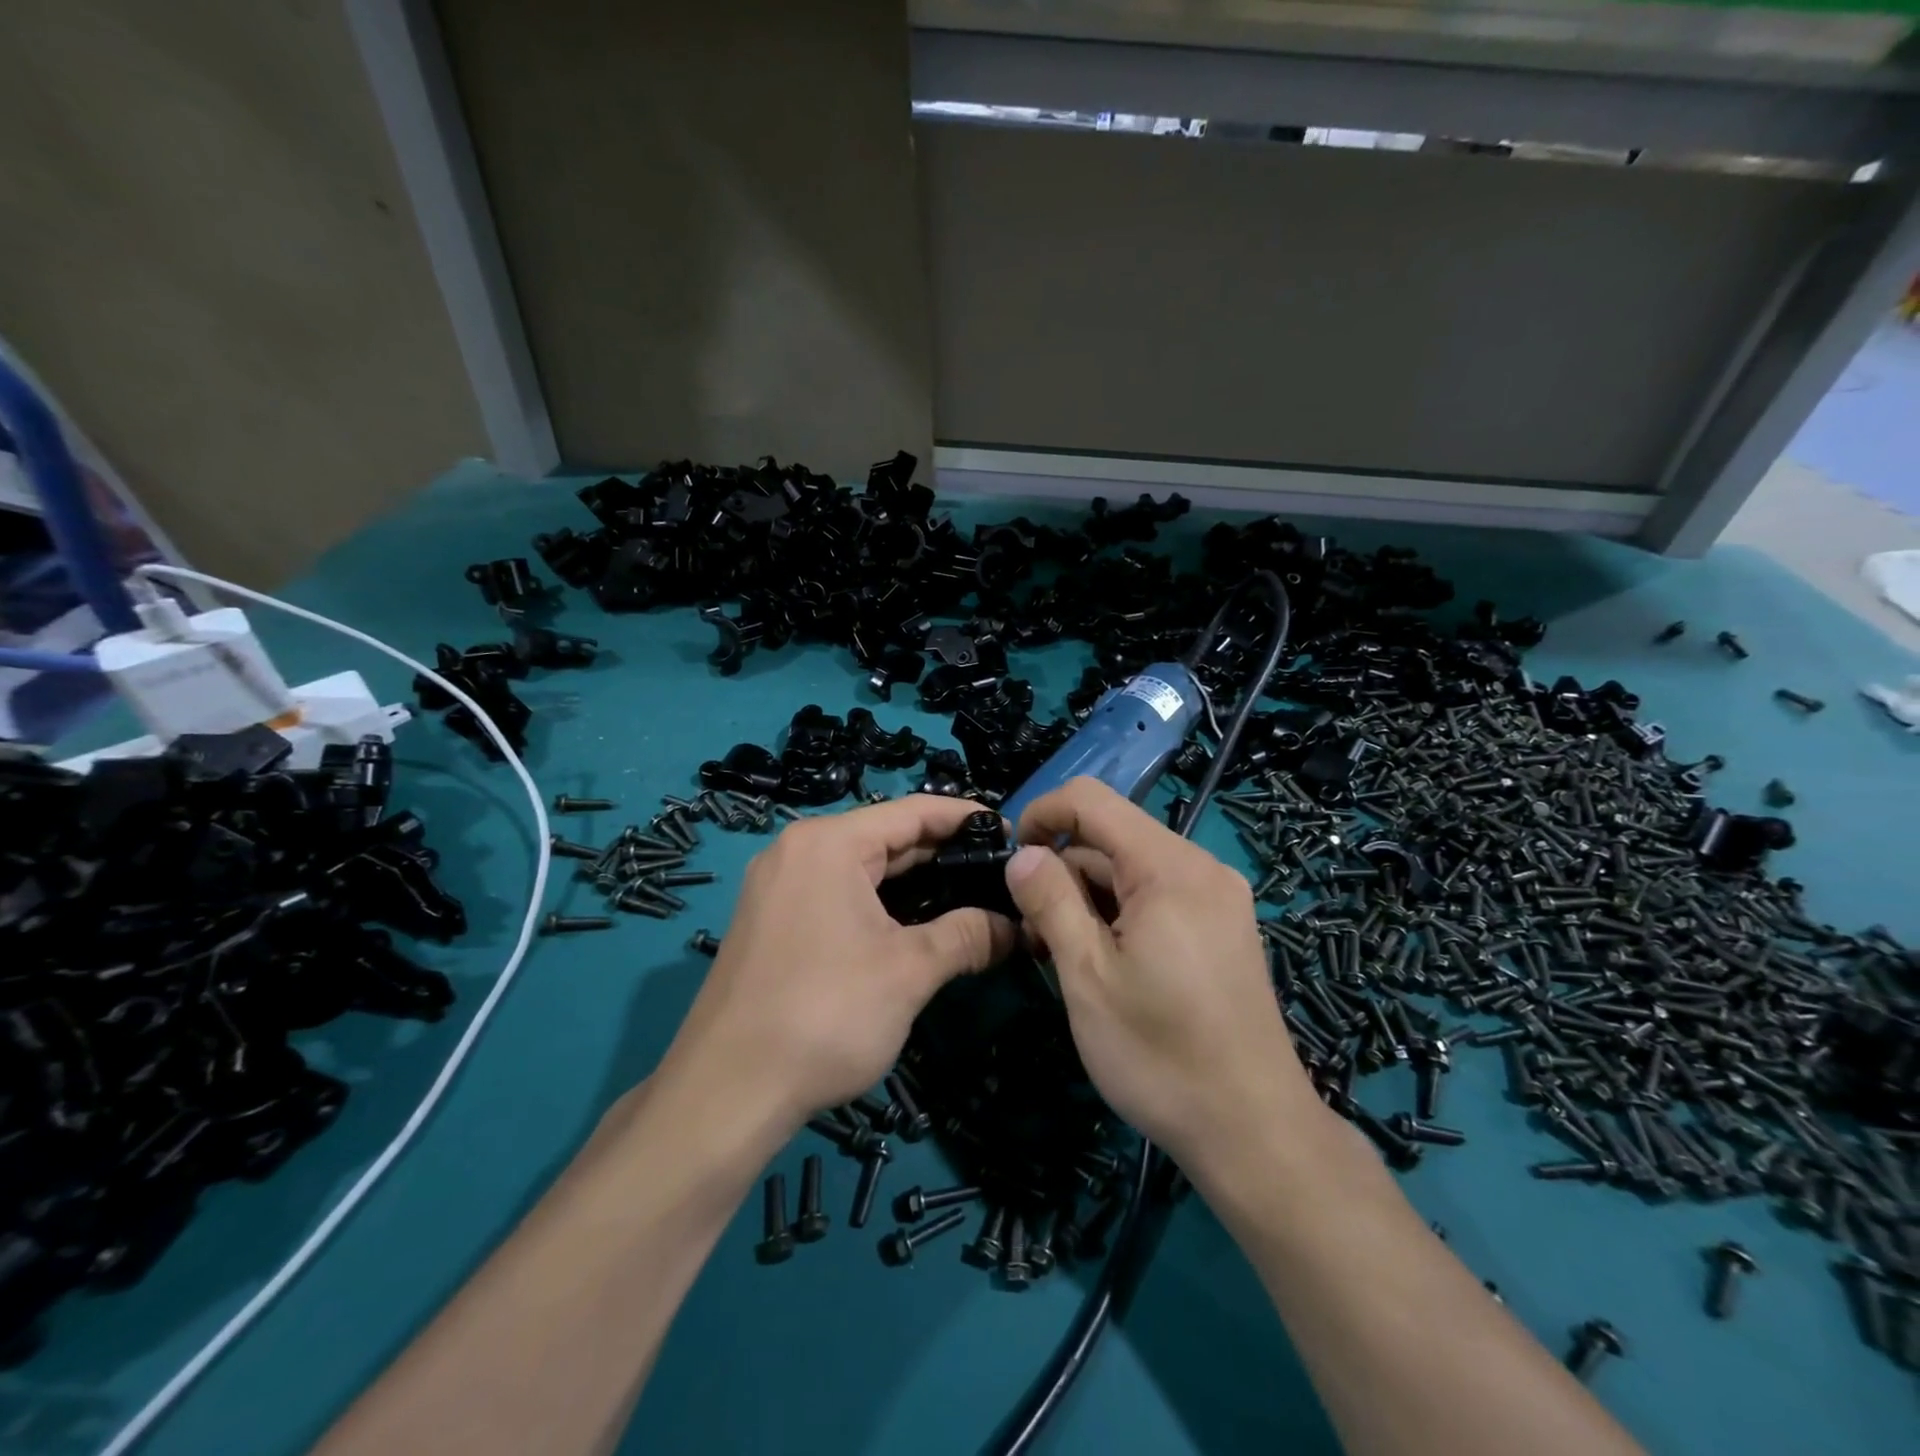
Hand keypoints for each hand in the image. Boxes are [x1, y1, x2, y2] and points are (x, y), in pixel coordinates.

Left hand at [660, 795, 1015, 1129]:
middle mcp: (798, 851)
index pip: (912, 811)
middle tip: (999, 873)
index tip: (1009, 831)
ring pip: (862, 869)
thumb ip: (967, 936)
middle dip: (943, 855)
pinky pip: (838, 894)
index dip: (964, 817)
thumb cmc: (825, 1014)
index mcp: (828, 843)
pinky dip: (880, 904)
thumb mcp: (909, 972)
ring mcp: (779, 886)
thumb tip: (1016, 927)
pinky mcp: (772, 922)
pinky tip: (916, 924)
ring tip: (970, 897)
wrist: (726, 1093)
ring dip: (914, 883)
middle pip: (885, 837)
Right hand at [1003, 778, 1318, 1166]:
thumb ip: (1050, 902)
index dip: (1042, 815)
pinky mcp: (1222, 927)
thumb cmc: (1160, 1055)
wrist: (1254, 1132)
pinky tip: (1102, 961)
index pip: (1091, 800)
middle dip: (1062, 871)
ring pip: (1130, 870)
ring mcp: (1217, 898)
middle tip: (1033, 933)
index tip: (1011, 861)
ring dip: (1087, 898)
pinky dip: (1119, 914)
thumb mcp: (1088, 976)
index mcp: (1169, 868)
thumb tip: (1021, 855)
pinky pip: (1157, 895)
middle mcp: (1200, 868)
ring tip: (1061, 956)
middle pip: (1111, 837)